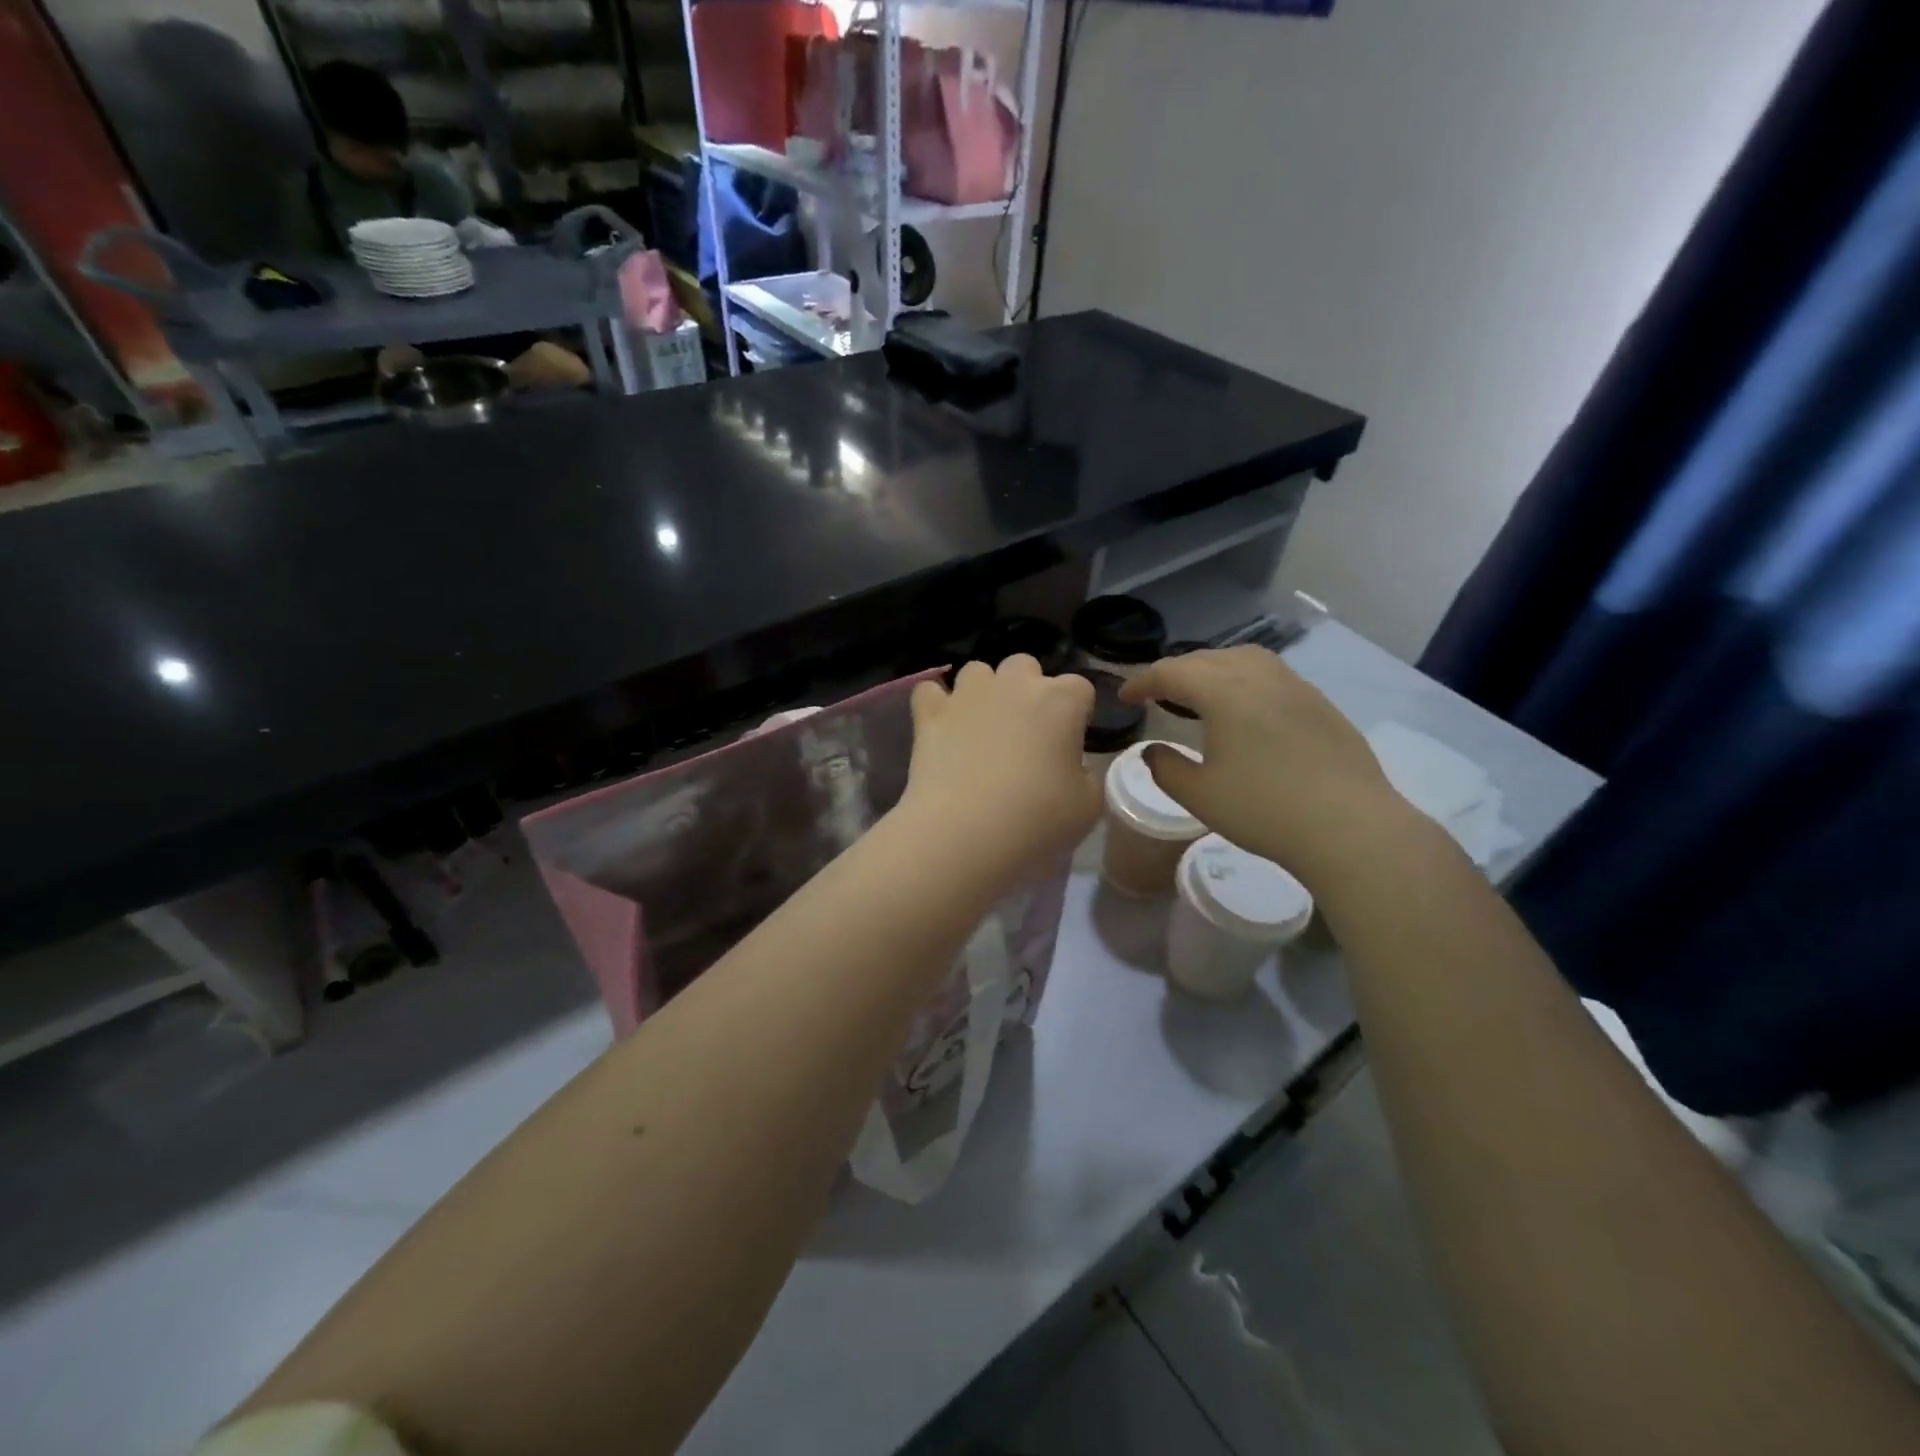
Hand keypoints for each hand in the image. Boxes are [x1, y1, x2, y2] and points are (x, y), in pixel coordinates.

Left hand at [896, 656, 1101, 885]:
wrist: (964, 833)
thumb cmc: (1037, 820)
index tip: (1069, 744)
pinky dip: (936, 704)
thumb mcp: (1088, 806)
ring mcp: (968, 695)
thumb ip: (1086, 775)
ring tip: (981, 728)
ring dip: (983, 691)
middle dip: (1028, 689)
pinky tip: (941, 726)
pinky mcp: (930, 714)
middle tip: (1025, 732)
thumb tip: (1071, 767)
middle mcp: (1014, 684)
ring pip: (978, 671)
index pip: (1080, 688)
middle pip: (1025, 666)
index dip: (1076, 713)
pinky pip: (930, 691)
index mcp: (1061, 701)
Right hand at [1120, 646, 1412, 888]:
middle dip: (1175, 672)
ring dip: (1213, 669)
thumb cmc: (1264, 809)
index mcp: (1223, 691)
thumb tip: (1152, 752)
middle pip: (1206, 659)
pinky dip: (1244, 680)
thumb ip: (1166, 768)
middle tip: (1156, 695)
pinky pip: (1271, 676)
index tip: (1125, 698)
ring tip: (1200, 694)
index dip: (1142, 682)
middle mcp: (1259, 676)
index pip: (1171, 672)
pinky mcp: (1320, 704)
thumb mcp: (1199, 795)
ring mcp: (1295, 686)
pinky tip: (1245, 711)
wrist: (1349, 826)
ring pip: (1243, 659)